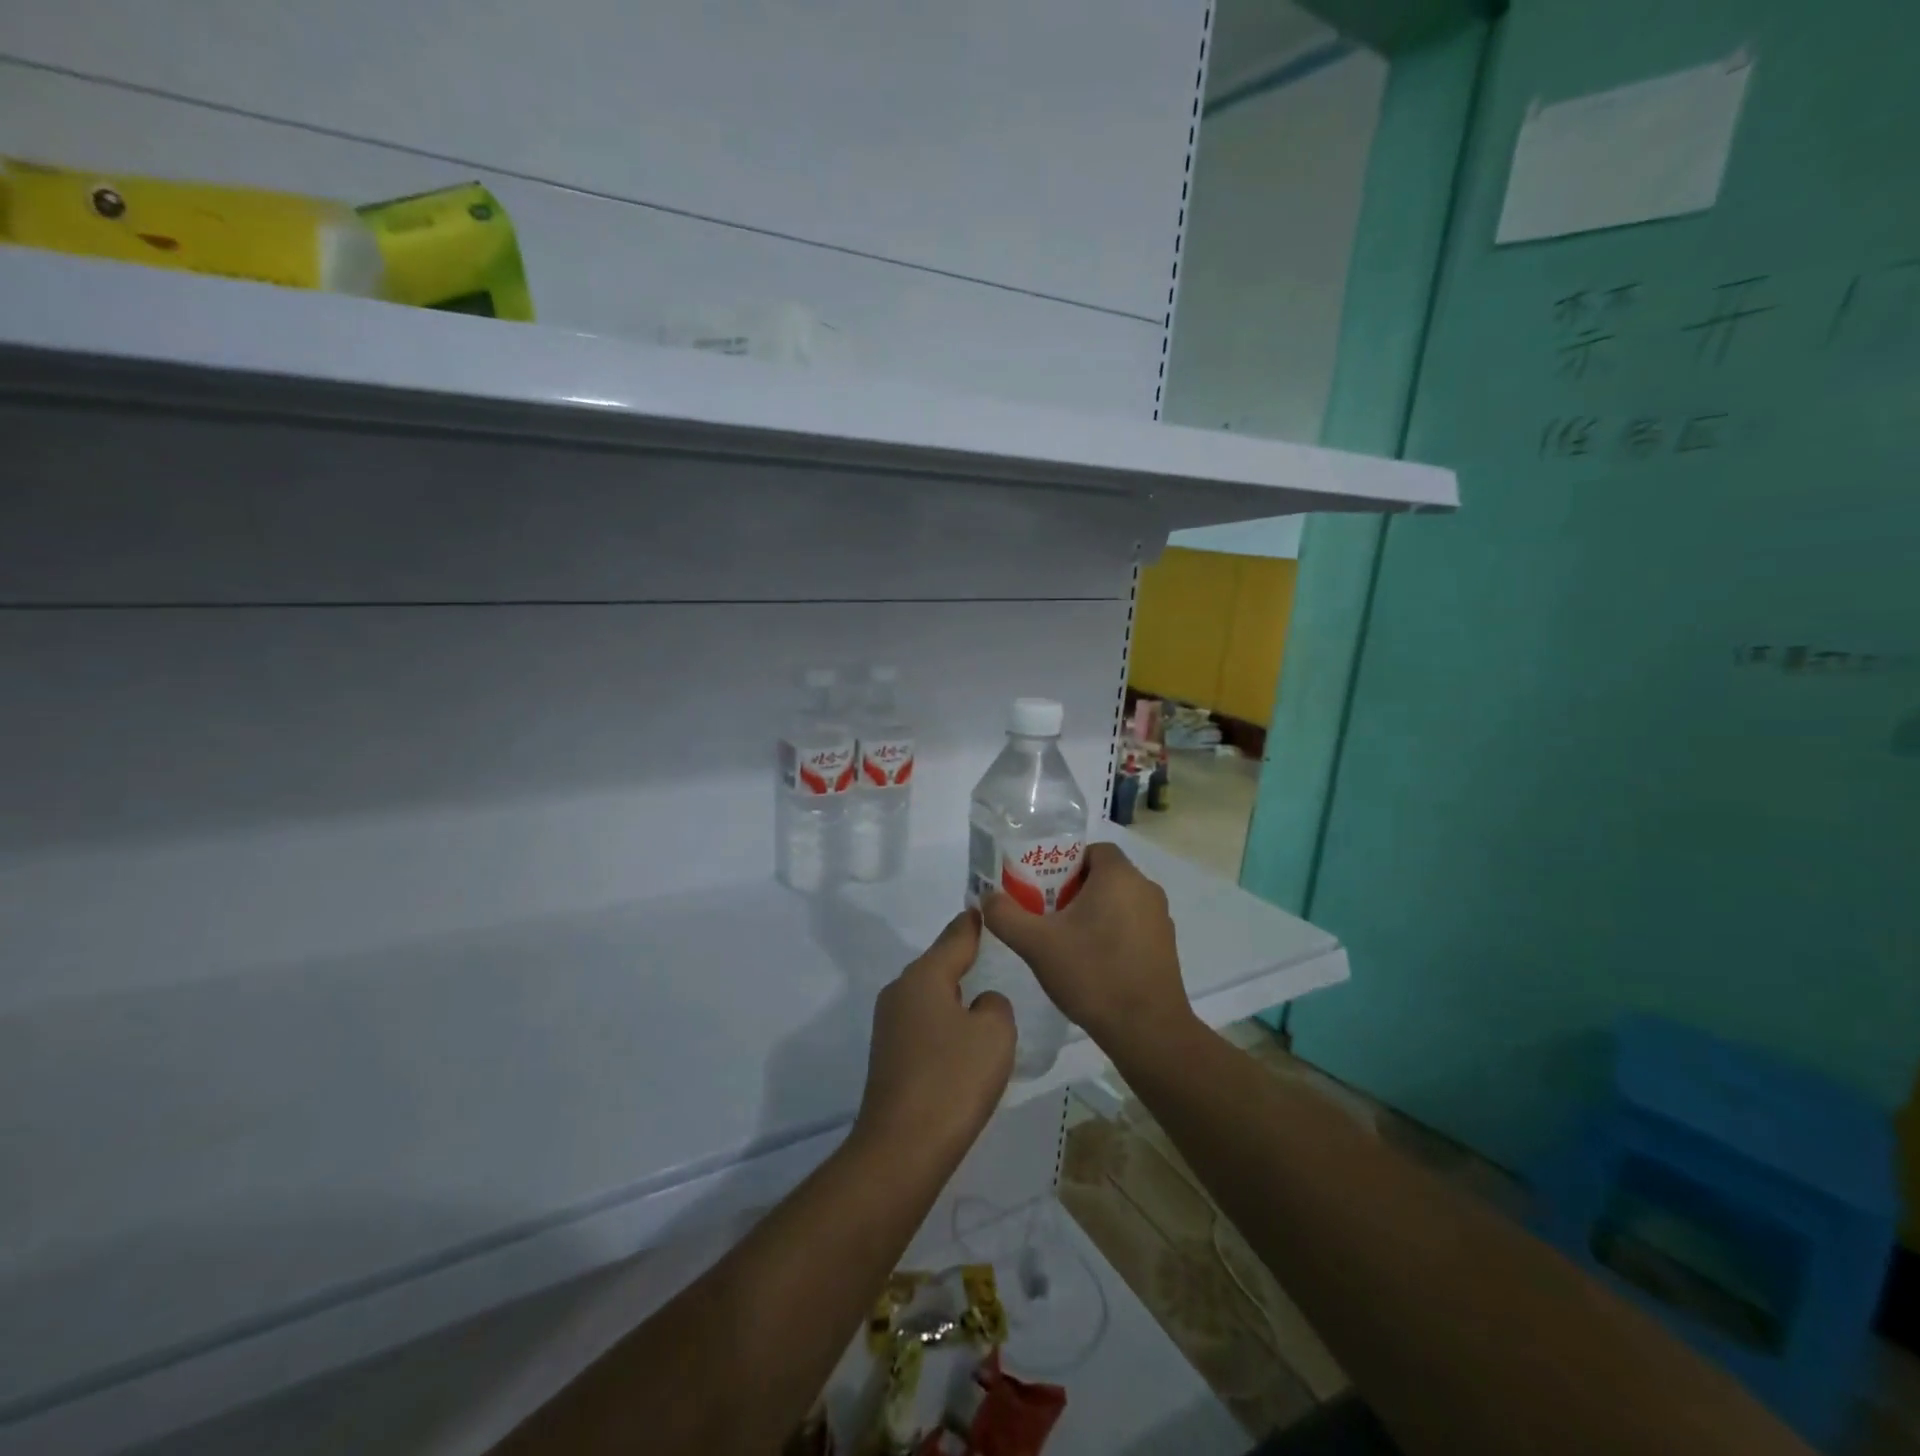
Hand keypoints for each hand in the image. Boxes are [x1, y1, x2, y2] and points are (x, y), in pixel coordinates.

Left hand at [854, 909, 1014, 1163]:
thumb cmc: (953, 1081)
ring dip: (956, 995)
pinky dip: (945, 1023)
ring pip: (931, 995)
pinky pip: (924, 1023)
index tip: (989, 907)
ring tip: (987, 999)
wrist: (902, 1149)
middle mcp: (900, 991)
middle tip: (999, 956)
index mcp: (924, 976)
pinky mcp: (888, 1054)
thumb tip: (980, 1004)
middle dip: (966, 959)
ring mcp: (889, 1024)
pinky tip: (964, 1043)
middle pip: (940, 964)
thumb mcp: (994, 1034)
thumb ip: (995, 1005)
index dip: (976, 922)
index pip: (956, 935)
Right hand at [980, 842, 1197, 1061]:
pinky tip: (1091, 963)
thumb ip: (1006, 915)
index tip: (1042, 888)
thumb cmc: (1093, 974)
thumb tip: (987, 898)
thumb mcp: (1036, 944)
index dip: (1064, 863)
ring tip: (1064, 941)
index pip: (1091, 850)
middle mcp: (1145, 889)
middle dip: (1072, 890)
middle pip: (1102, 875)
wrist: (1147, 1030)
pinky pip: (1132, 925)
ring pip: (1117, 902)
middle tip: (1045, 915)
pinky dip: (1111, 933)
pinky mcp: (1165, 946)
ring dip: (1091, 913)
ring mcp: (1160, 919)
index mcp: (1119, 876)